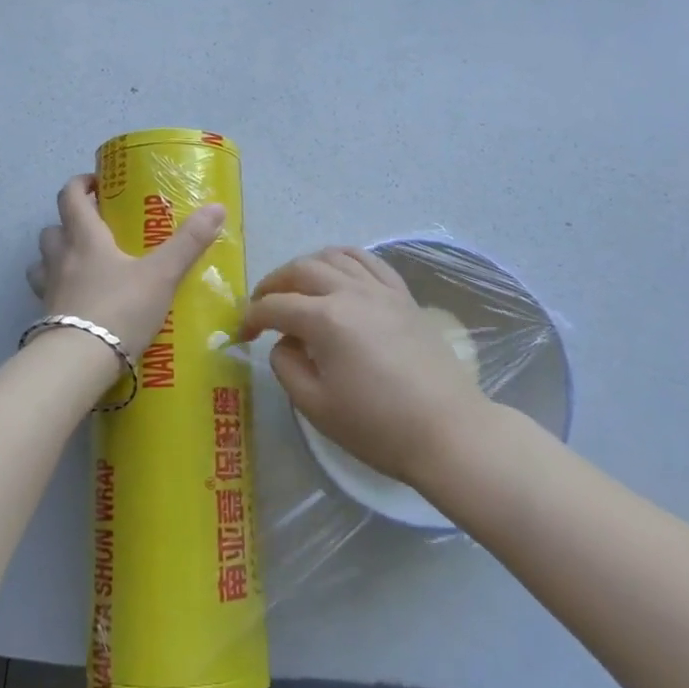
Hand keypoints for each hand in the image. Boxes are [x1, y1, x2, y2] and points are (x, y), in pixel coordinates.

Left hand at [26, 174, 225, 361]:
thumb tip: (217, 207)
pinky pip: (46, 294)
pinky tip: (79, 301)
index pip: (70, 197)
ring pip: (42, 261)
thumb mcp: (161, 275)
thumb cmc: (120, 308)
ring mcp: (49, 290)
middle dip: (69, 222)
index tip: (96, 184)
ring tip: (81, 263)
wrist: (80, 362)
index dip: (80, 184)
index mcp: (85, 239)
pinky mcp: (46, 318)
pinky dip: (58, 290)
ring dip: (56, 255)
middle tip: (95, 226)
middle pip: (52, 229)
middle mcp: (61, 258)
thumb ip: (188, 242)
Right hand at [240, 247, 481, 485]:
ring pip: (334, 256)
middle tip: (262, 306)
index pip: (275, 306)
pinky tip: (339, 274)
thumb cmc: (377, 426)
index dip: (251, 317)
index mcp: (325, 319)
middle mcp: (351, 292)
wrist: (447, 431)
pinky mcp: (403, 296)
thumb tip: (284, 343)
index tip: (241, 335)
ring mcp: (381, 290)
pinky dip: (345, 259)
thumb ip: (287, 367)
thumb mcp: (316, 406)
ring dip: (307, 266)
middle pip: (301, 269)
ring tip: (297, 286)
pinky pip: (369, 261)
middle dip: (273, 284)